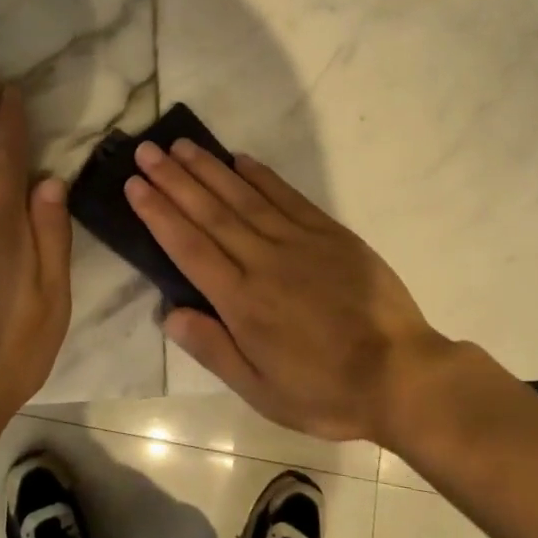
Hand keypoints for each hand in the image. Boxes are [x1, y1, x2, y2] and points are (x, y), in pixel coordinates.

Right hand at [125, 140, 454, 443]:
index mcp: (243, 302)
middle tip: (146, 150)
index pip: (189, 247)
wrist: (403, 375)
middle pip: (210, 212)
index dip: (159, 213)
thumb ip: (213, 348)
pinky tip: (240, 159)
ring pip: (243, 197)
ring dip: (209, 169)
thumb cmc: (326, 390)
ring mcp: (299, 242)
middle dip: (174, 179)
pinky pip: (287, 197)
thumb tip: (168, 312)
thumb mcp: (262, 391)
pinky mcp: (329, 233)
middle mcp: (264, 261)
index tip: (135, 184)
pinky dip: (261, 176)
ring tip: (181, 146)